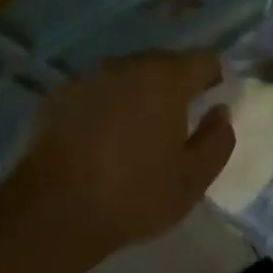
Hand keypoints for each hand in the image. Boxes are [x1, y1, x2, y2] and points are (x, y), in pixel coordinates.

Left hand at [14, 52, 233, 259]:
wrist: (52, 212)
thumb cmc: (133, 195)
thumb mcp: (192, 180)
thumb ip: (217, 140)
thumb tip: (220, 112)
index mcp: (166, 78)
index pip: (206, 60)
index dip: (215, 80)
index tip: (212, 106)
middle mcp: (128, 65)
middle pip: (165, 63)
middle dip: (176, 86)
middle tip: (177, 125)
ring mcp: (89, 76)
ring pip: (128, 75)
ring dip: (139, 94)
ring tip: (137, 133)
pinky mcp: (59, 95)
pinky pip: (97, 91)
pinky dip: (106, 105)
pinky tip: (101, 139)